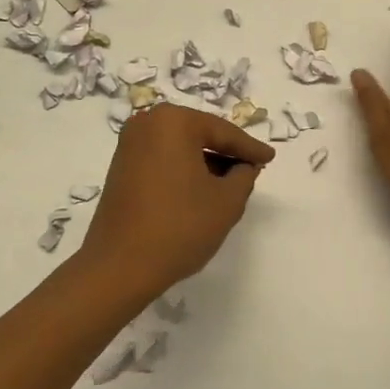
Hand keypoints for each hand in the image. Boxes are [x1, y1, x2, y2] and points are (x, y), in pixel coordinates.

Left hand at [79, 104, 275, 294]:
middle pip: (200, 135)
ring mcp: (129, 145)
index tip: (270, 158)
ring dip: (205, 163)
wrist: (119, 267)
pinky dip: (184, 170)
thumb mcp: (227, 202)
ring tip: (231, 183)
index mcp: (173, 121)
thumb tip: (244, 166)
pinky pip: (163, 159)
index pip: (223, 132)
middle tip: (253, 168)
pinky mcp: (121, 167)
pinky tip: (202, 190)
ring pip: (181, 148)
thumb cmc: (179, 227)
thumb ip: (244, 176)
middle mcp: (147, 123)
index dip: (250, 148)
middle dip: (226, 153)